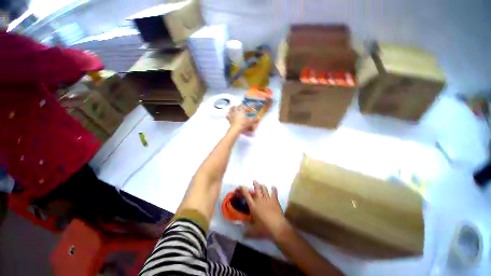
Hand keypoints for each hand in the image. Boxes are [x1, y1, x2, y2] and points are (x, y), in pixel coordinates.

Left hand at [227, 106, 257, 132]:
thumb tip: (258, 117)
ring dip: (232, 108)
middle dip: (238, 106)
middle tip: (240, 107)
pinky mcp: (229, 119)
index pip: (243, 106)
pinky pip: (227, 115)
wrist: (235, 129)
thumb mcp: (250, 122)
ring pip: (231, 109)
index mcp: (241, 111)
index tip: (247, 106)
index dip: (245, 105)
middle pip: (236, 106)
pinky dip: (228, 114)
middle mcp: (236, 111)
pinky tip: (228, 114)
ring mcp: (231, 115)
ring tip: (233, 108)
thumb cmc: (243, 124)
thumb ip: (254, 119)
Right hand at [240, 181, 288, 238]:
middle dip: (255, 184)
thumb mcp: (254, 232)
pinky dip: (274, 189)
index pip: (247, 196)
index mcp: (253, 206)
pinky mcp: (275, 201)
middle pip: (257, 190)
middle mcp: (260, 200)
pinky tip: (273, 186)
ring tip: (262, 184)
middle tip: (254, 180)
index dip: (244, 190)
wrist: (277, 227)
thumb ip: (247, 233)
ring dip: (263, 186)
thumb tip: (242, 236)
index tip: (241, 185)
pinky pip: (274, 193)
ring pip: (264, 190)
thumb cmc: (264, 229)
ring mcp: (268, 199)